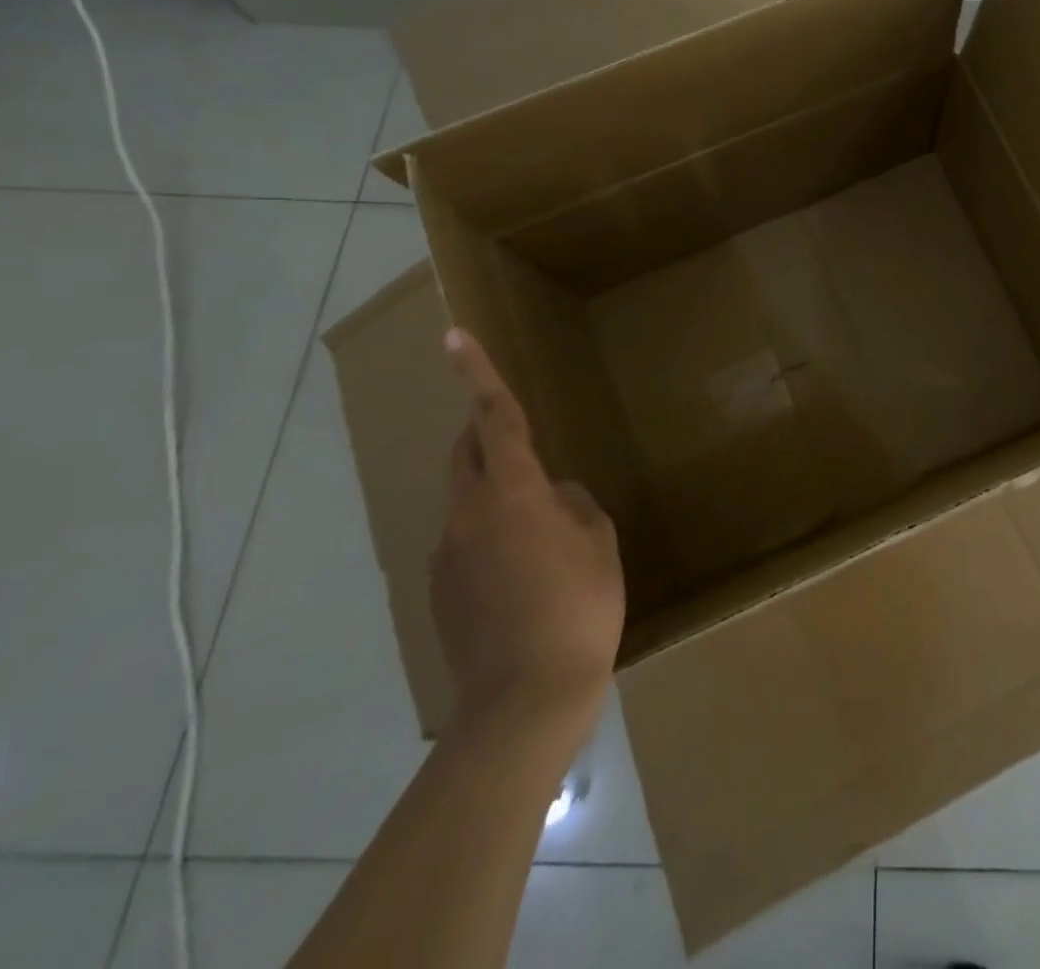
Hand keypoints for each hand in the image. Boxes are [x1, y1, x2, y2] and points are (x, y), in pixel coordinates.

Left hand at [431, 328, 624, 733]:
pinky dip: (493, 539)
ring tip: (545, 538)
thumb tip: (555, 498)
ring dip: (499, 497)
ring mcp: (446, 556)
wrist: (524, 703)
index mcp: (512, 493)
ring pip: (469, 502)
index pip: (494, 418)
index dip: (477, 374)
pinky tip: (526, 580)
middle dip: (484, 432)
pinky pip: (467, 543)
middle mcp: (467, 515)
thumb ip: (576, 506)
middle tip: (519, 436)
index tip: (454, 336)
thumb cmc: (578, 608)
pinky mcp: (440, 592)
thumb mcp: (599, 544)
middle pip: (467, 454)